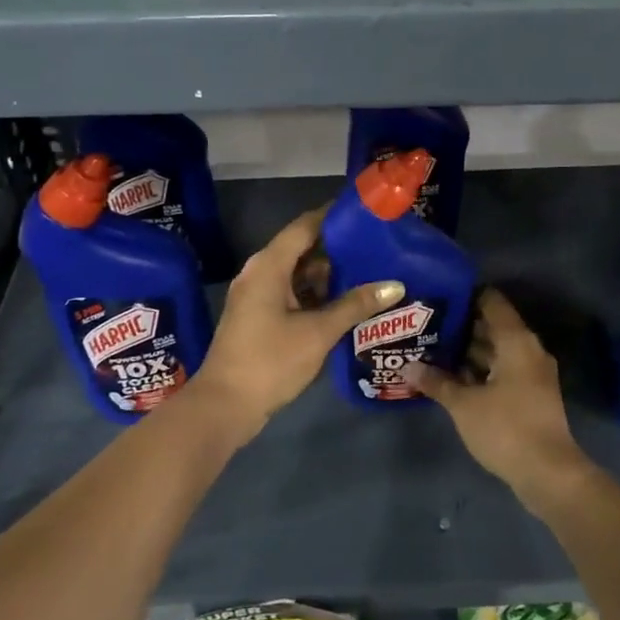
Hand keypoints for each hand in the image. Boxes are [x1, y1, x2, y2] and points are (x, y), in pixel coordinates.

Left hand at [189, 208, 403, 442]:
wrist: (225, 406)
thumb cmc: (270, 361)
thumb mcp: (318, 332)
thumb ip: (356, 305)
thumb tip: (395, 285)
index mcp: (269, 265)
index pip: (306, 226)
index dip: (335, 216)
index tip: (367, 212)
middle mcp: (260, 272)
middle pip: (303, 248)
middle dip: (338, 247)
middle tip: (377, 245)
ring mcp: (258, 295)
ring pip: (298, 273)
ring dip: (329, 274)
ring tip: (370, 271)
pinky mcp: (260, 316)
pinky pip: (292, 292)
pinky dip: (316, 294)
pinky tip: (346, 302)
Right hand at [406, 289, 595, 508]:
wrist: (548, 473)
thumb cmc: (505, 428)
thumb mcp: (464, 405)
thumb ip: (436, 382)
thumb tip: (408, 367)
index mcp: (516, 340)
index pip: (491, 301)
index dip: (464, 295)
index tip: (437, 296)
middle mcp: (528, 350)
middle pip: (492, 325)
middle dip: (460, 325)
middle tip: (425, 324)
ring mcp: (532, 374)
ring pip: (496, 350)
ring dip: (468, 350)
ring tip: (431, 348)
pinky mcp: (530, 395)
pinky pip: (501, 370)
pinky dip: (479, 370)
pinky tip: (451, 377)